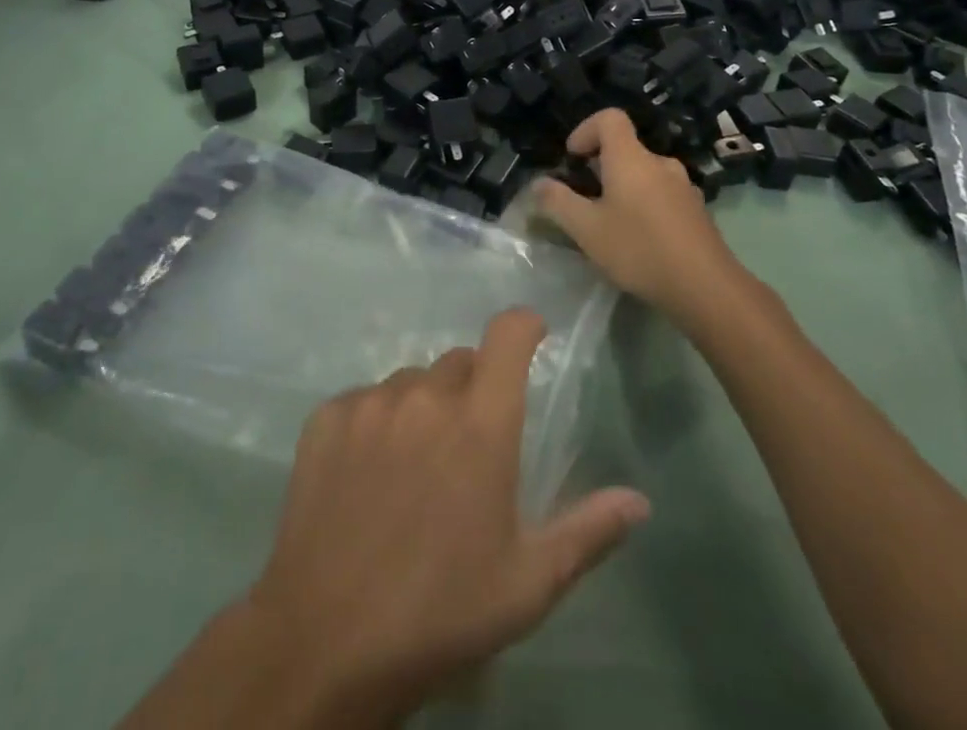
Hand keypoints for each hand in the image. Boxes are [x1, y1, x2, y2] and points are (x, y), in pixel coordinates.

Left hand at [243, 309, 649, 719]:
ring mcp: (371, 402)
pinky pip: (364, 400)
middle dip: (473, 389)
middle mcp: (426, 396)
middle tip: (469, 445)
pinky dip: (375, 423)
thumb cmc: (442, 612)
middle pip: (459, 362)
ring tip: (415, 468)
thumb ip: (587, 531)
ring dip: (423, 407)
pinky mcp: (327, 417)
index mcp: (481, 423)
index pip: (507, 335)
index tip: (533, 335)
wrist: (328, 640)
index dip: (523, 326)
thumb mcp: (527, 583)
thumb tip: (639, 501)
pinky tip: (367, 475)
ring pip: (410, 382)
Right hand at [533, 108, 745, 320]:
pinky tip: (640, 240)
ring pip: (645, 174)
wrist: (706, 287)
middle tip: (584, 199)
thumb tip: (538, 183)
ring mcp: (683, 186)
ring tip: (610, 223)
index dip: (586, 130)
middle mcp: (660, 163)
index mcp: (631, 158)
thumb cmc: (639, 249)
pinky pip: (662, 194)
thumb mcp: (586, 229)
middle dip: (600, 167)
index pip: (609, 118)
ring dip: (623, 188)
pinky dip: (645, 205)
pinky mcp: (697, 211)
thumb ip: (558, 202)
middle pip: (626, 148)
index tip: (573, 159)